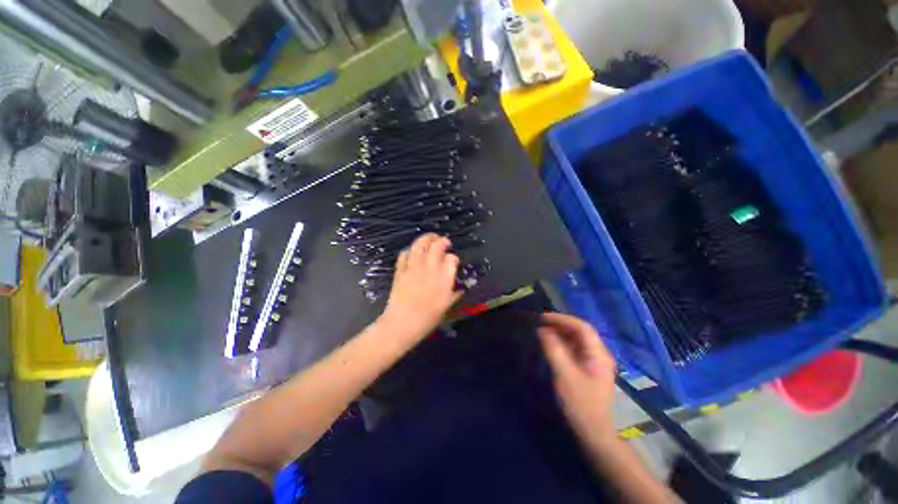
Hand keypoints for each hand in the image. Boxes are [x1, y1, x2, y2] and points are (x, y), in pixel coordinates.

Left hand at [378, 234, 461, 343]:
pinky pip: (404, 255)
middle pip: (437, 246)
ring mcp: (414, 268)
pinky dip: (409, 251)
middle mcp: (430, 268)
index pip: (451, 259)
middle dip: (442, 241)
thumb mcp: (446, 307)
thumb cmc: (428, 318)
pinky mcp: (401, 270)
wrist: (403, 322)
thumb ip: (454, 295)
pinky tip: (412, 252)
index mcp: (444, 278)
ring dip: (426, 238)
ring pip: (419, 245)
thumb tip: (459, 289)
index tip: (453, 260)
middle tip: (445, 241)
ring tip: (430, 238)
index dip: (453, 257)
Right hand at [538, 313, 617, 444]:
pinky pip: (575, 349)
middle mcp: (599, 354)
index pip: (582, 327)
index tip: (543, 317)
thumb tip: (543, 330)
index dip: (562, 319)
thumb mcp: (565, 375)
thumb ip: (554, 350)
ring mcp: (595, 362)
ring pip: (578, 340)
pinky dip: (563, 343)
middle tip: (541, 323)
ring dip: (561, 333)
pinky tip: (552, 345)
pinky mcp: (589, 368)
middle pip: (581, 332)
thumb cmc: (581, 404)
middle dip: (561, 324)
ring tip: (543, 331)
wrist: (594, 433)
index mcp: (598, 354)